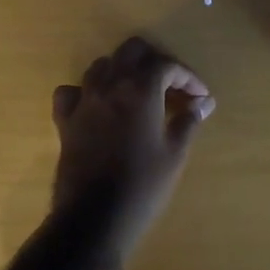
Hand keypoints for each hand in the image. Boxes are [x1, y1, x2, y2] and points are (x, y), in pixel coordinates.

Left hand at [51, 37, 214, 258]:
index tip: (201, 97)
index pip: (167, 65)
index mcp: (140, 90)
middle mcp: (110, 85)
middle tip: (171, 85)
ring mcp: (84, 101)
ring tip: (138, 93)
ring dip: (122, 71)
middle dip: (155, 61)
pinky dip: (85, 92)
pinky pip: (71, 92)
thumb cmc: (143, 186)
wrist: (94, 219)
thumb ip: (188, 121)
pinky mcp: (65, 120)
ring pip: (102, 65)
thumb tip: (203, 103)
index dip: (188, 77)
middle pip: (131, 51)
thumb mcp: (174, 154)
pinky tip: (97, 106)